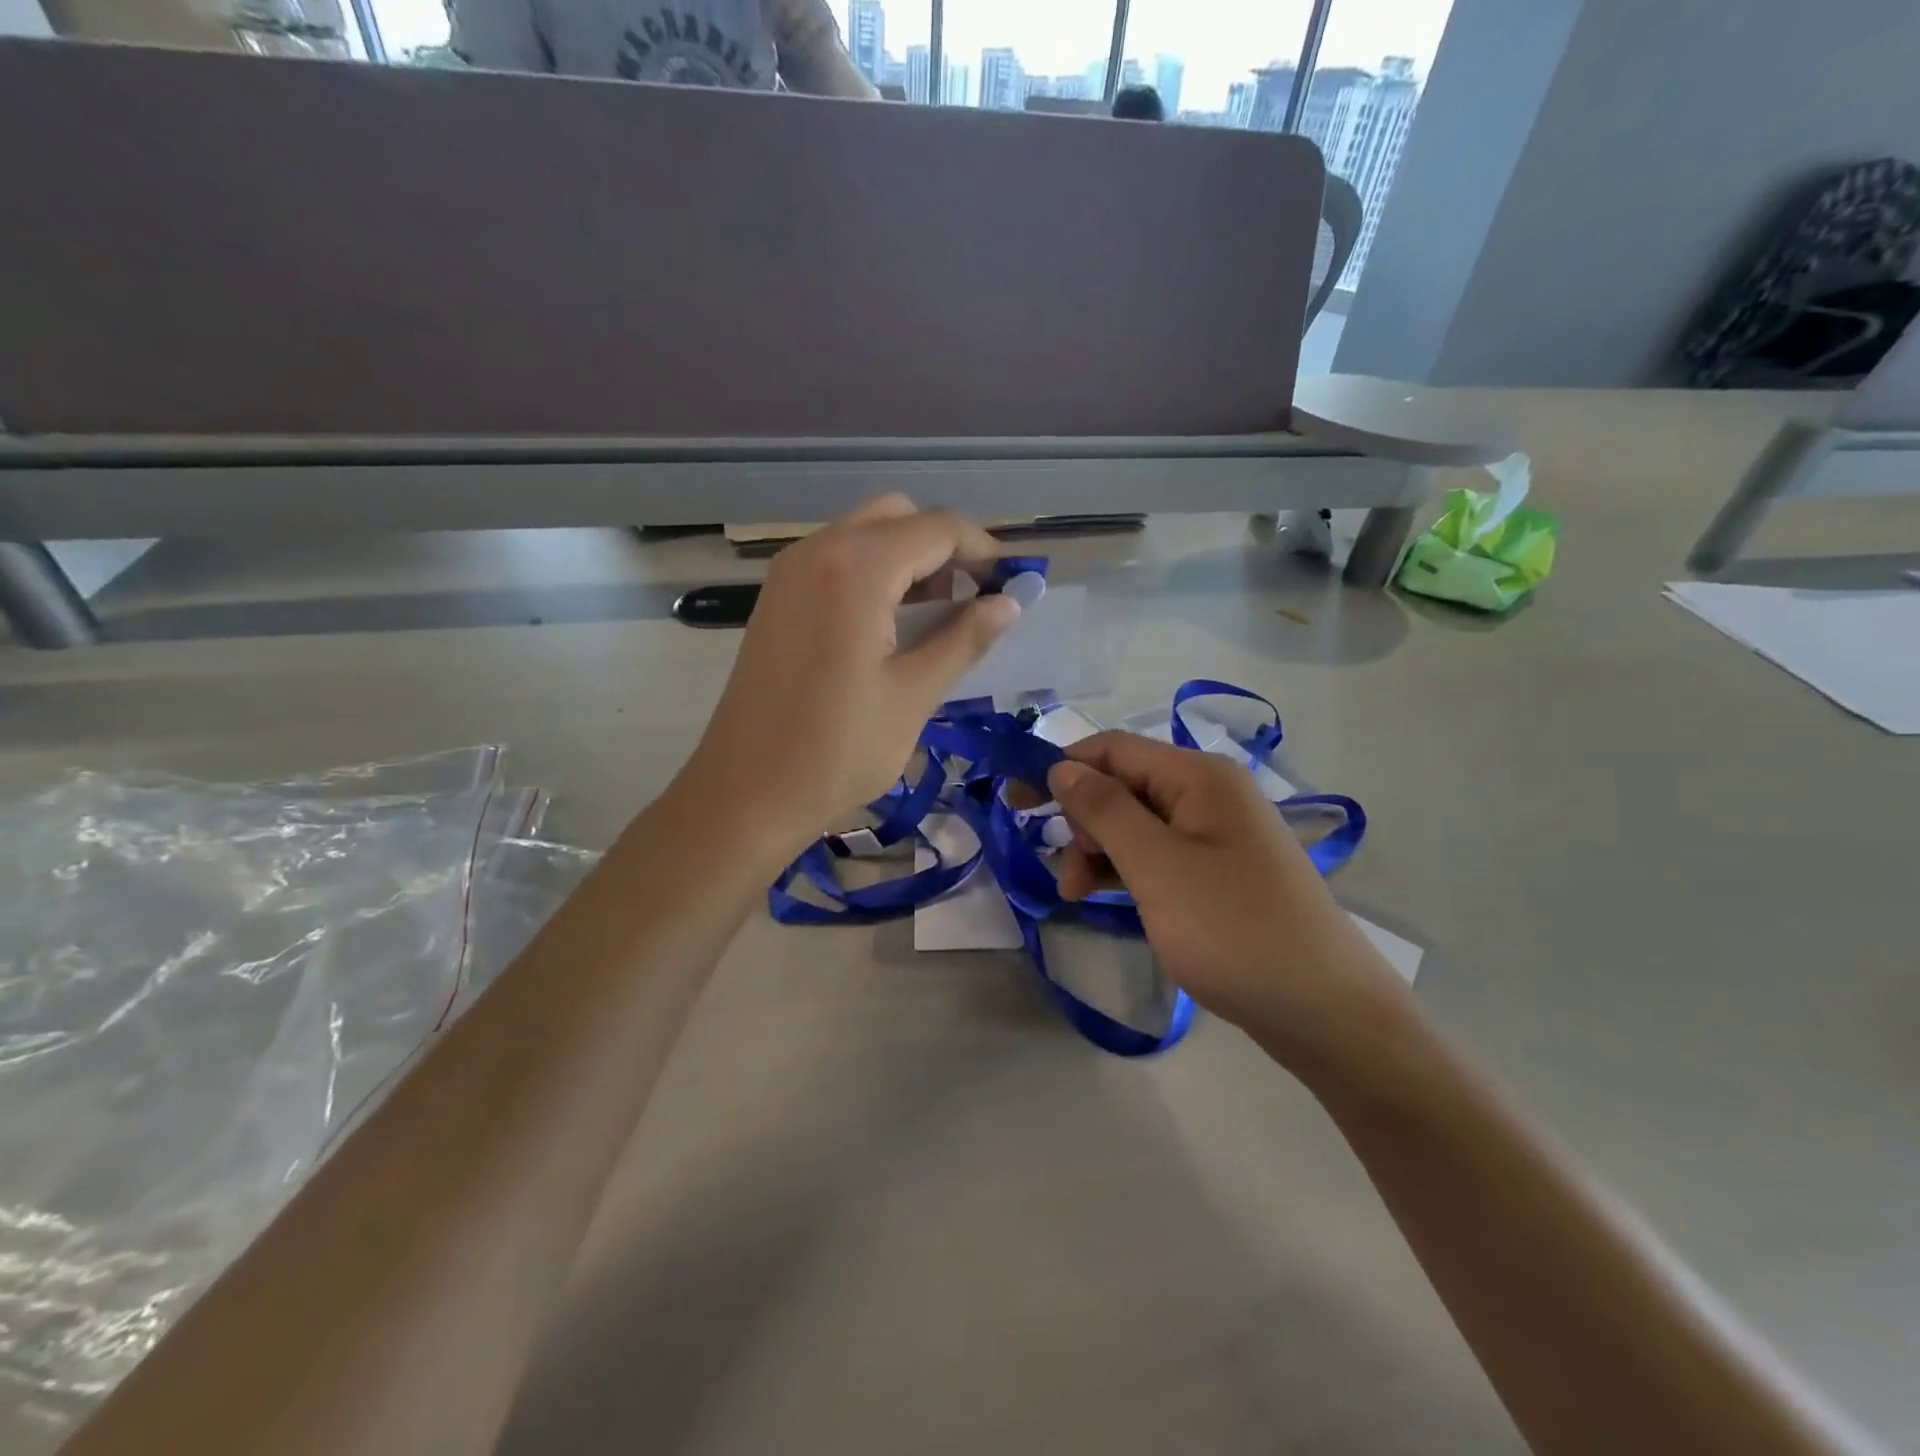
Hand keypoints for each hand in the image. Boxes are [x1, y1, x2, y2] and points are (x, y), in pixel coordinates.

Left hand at [684, 495, 1019, 853]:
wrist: (745, 793)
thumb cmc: (836, 751)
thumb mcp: (912, 695)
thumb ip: (964, 639)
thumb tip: (1009, 603)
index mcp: (856, 569)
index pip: (938, 528)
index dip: (984, 551)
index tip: (1012, 586)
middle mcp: (818, 551)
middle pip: (899, 516)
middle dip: (945, 547)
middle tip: (973, 599)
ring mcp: (789, 572)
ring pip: (865, 534)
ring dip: (909, 558)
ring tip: (938, 615)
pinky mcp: (777, 598)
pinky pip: (836, 560)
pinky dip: (874, 573)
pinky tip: (890, 623)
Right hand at [1046, 732, 1406, 1063]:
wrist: (1325, 1012)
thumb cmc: (1233, 930)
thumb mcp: (1156, 867)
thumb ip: (1104, 810)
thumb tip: (1061, 767)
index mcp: (1199, 777)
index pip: (1112, 749)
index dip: (1060, 768)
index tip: (1016, 803)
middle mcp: (1210, 795)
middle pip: (1124, 787)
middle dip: (1083, 822)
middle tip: (1063, 874)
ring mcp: (1219, 837)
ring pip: (1138, 826)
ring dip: (1101, 853)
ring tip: (1078, 897)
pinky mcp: (1221, 875)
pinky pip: (1160, 857)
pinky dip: (1128, 873)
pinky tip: (1109, 900)